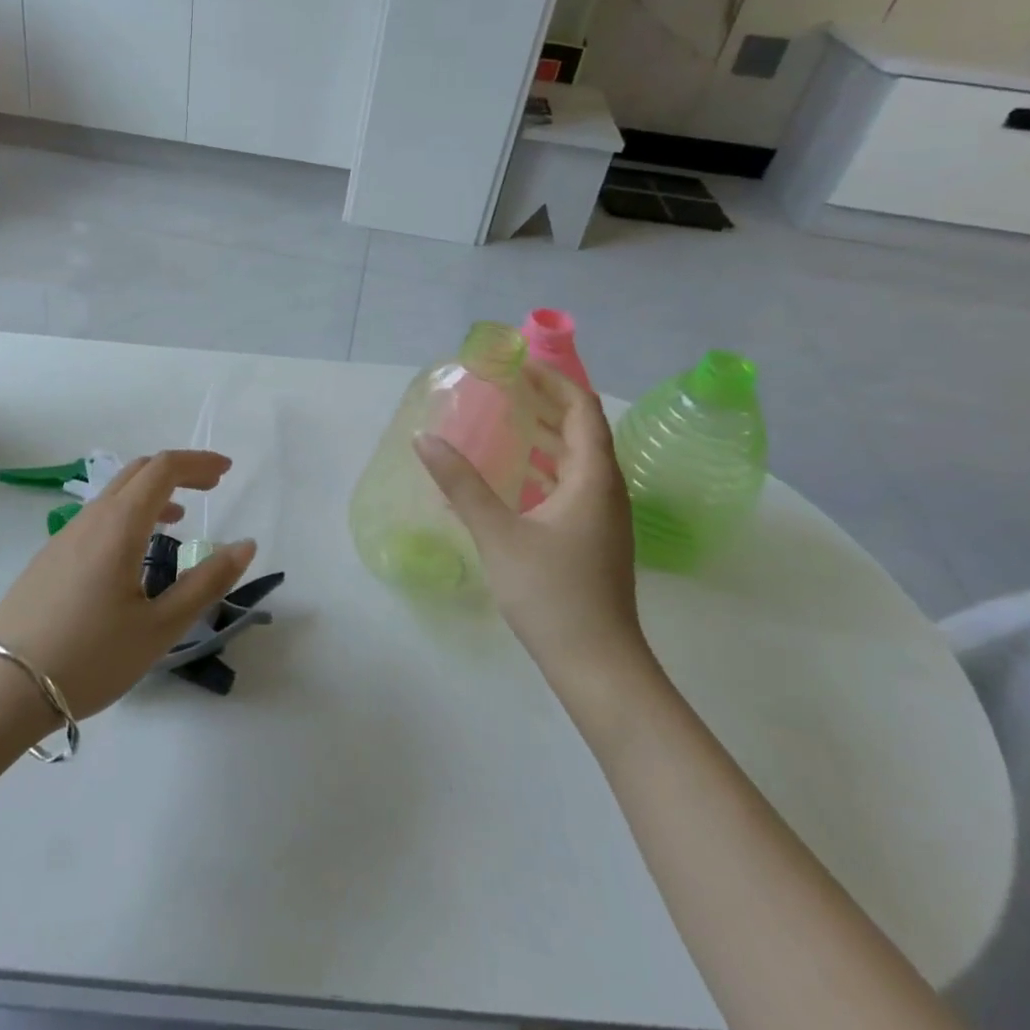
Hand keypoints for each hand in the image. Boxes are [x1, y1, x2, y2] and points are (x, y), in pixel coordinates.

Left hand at [0, 450, 256, 718]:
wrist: (1, 689)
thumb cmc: (89, 658)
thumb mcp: (159, 628)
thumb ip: (206, 582)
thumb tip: (245, 545)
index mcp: (119, 525)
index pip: (163, 469)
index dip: (198, 462)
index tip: (227, 471)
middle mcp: (90, 519)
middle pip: (138, 472)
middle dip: (179, 471)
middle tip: (211, 487)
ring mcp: (64, 537)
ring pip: (114, 494)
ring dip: (152, 493)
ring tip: (179, 518)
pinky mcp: (49, 558)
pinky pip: (97, 517)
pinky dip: (128, 514)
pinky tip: (134, 553)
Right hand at [414, 373, 647, 690]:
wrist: (597, 665)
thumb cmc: (552, 593)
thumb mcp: (498, 533)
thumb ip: (461, 484)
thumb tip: (424, 438)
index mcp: (593, 479)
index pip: (582, 410)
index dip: (555, 381)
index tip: (520, 364)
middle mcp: (605, 490)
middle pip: (583, 430)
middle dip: (548, 403)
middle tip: (506, 386)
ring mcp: (602, 518)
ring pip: (578, 460)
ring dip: (547, 434)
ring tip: (507, 419)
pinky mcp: (592, 539)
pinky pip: (571, 484)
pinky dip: (545, 466)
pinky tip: (514, 476)